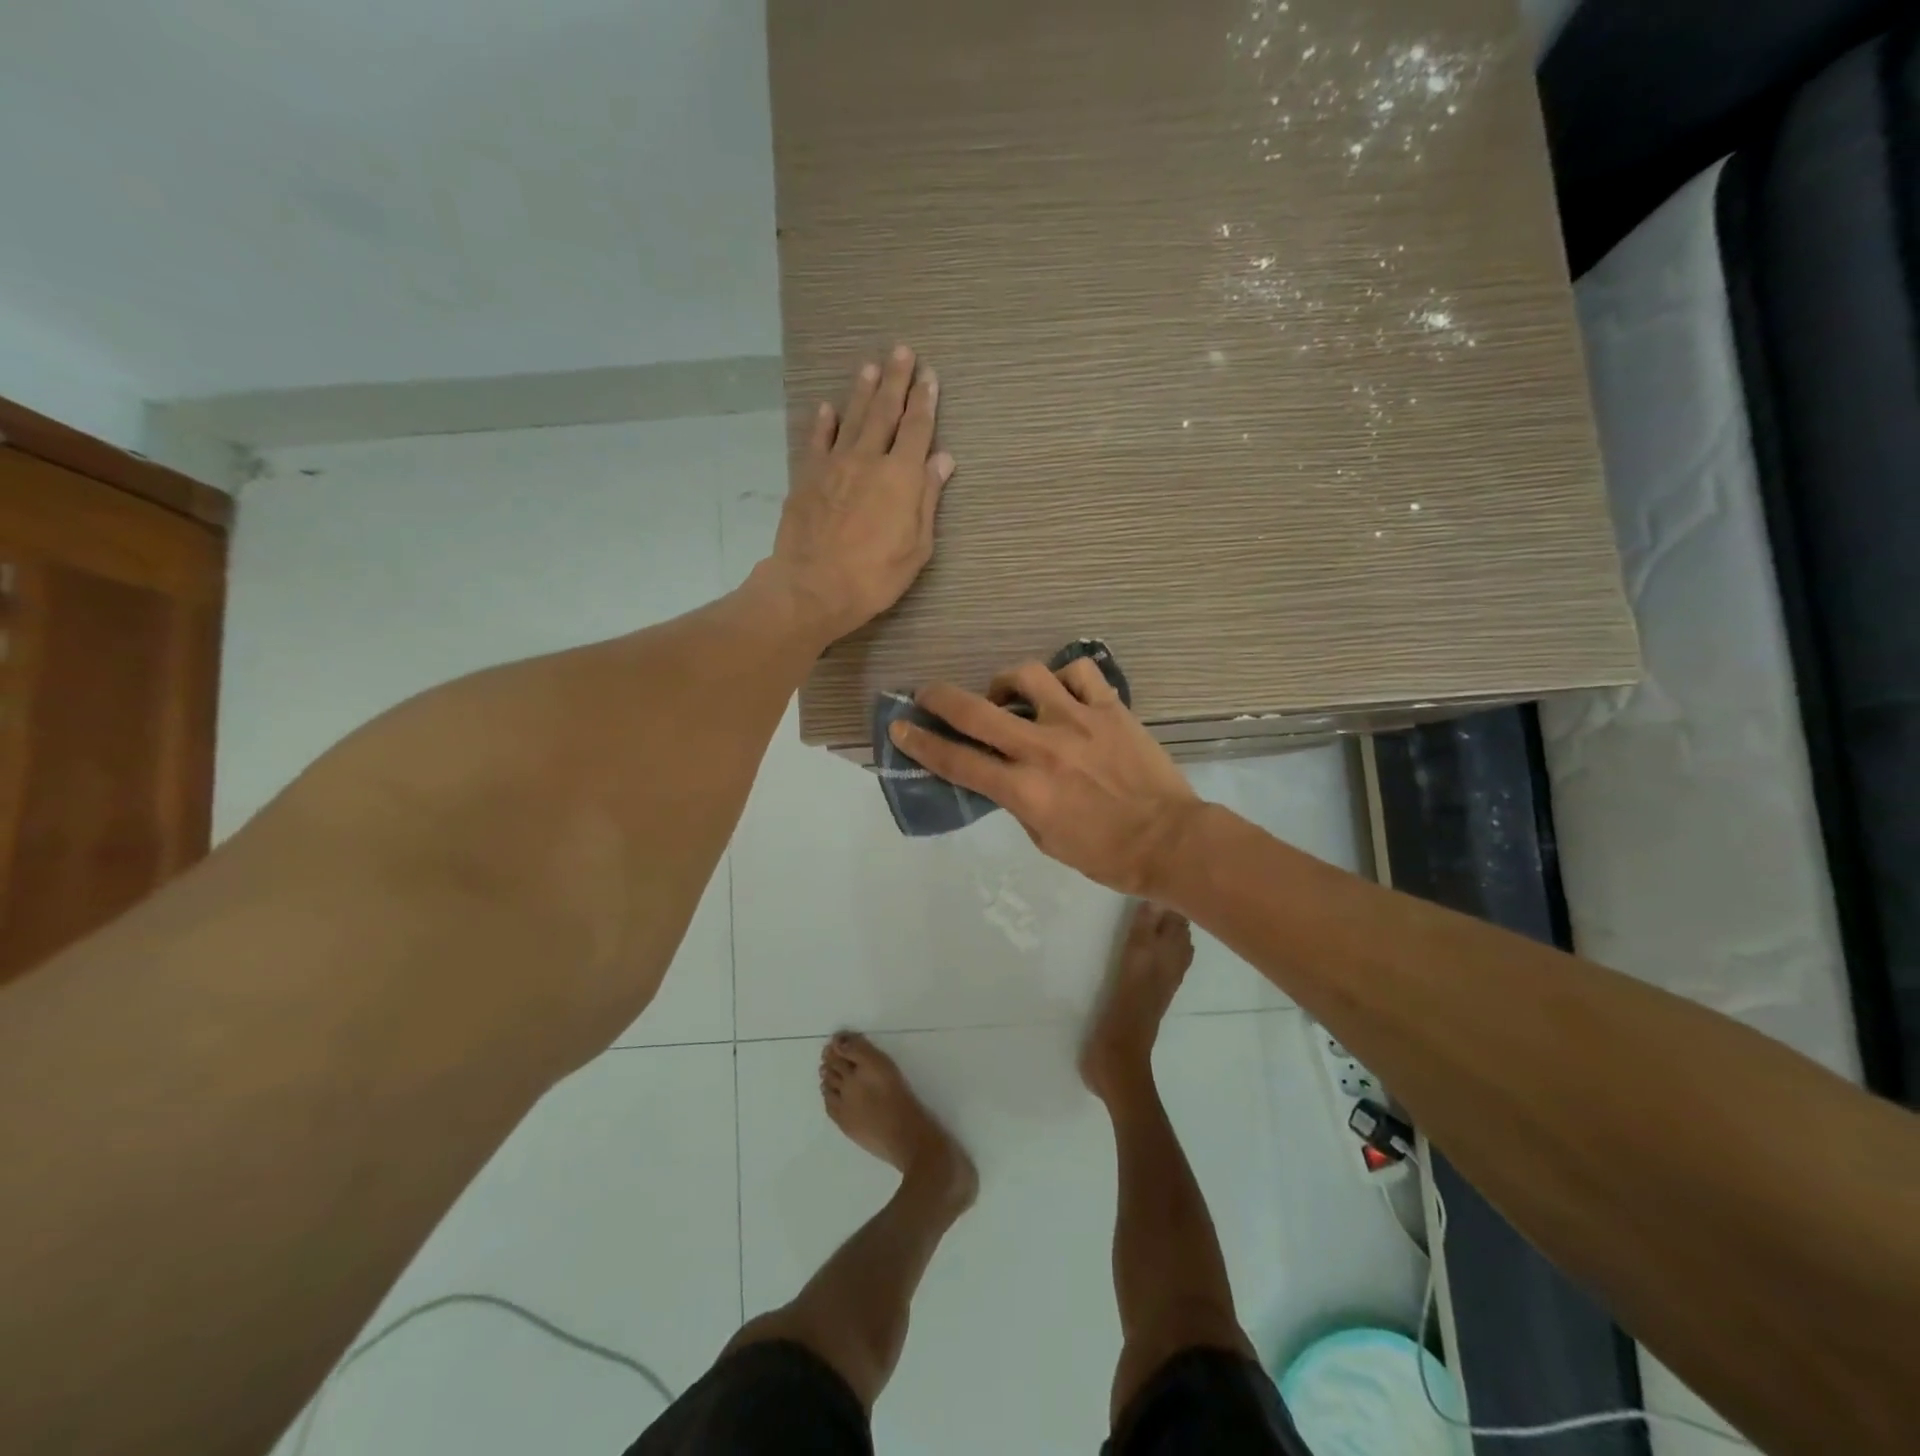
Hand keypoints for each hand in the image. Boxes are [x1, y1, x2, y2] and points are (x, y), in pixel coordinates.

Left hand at [766, 345, 954, 643]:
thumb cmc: (875, 575)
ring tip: (871, 367)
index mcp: (901, 476)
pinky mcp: (807, 477)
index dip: (925, 400)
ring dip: (863, 391)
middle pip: (885, 411)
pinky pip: (817, 441)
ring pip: (852, 418)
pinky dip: (823, 423)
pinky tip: (827, 408)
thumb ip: (928, 498)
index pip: (917, 428)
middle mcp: (868, 459)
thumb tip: (942, 459)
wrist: (814, 587)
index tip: (930, 375)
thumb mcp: (917, 545)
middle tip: (902, 351)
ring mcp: (834, 465)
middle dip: (896, 380)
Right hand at [888, 658, 1203, 896]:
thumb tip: (1004, 775)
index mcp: (1024, 789)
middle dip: (940, 697)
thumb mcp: (1046, 839)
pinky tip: (1061, 690)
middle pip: (976, 710)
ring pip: (1027, 675)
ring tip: (1008, 694)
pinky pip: (1079, 671)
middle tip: (927, 693)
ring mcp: (1078, 721)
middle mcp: (1043, 748)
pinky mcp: (1110, 708)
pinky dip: (1064, 676)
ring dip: (1005, 681)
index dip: (921, 743)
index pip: (957, 761)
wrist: (1169, 840)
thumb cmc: (1105, 854)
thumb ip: (1019, 802)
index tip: (900, 727)